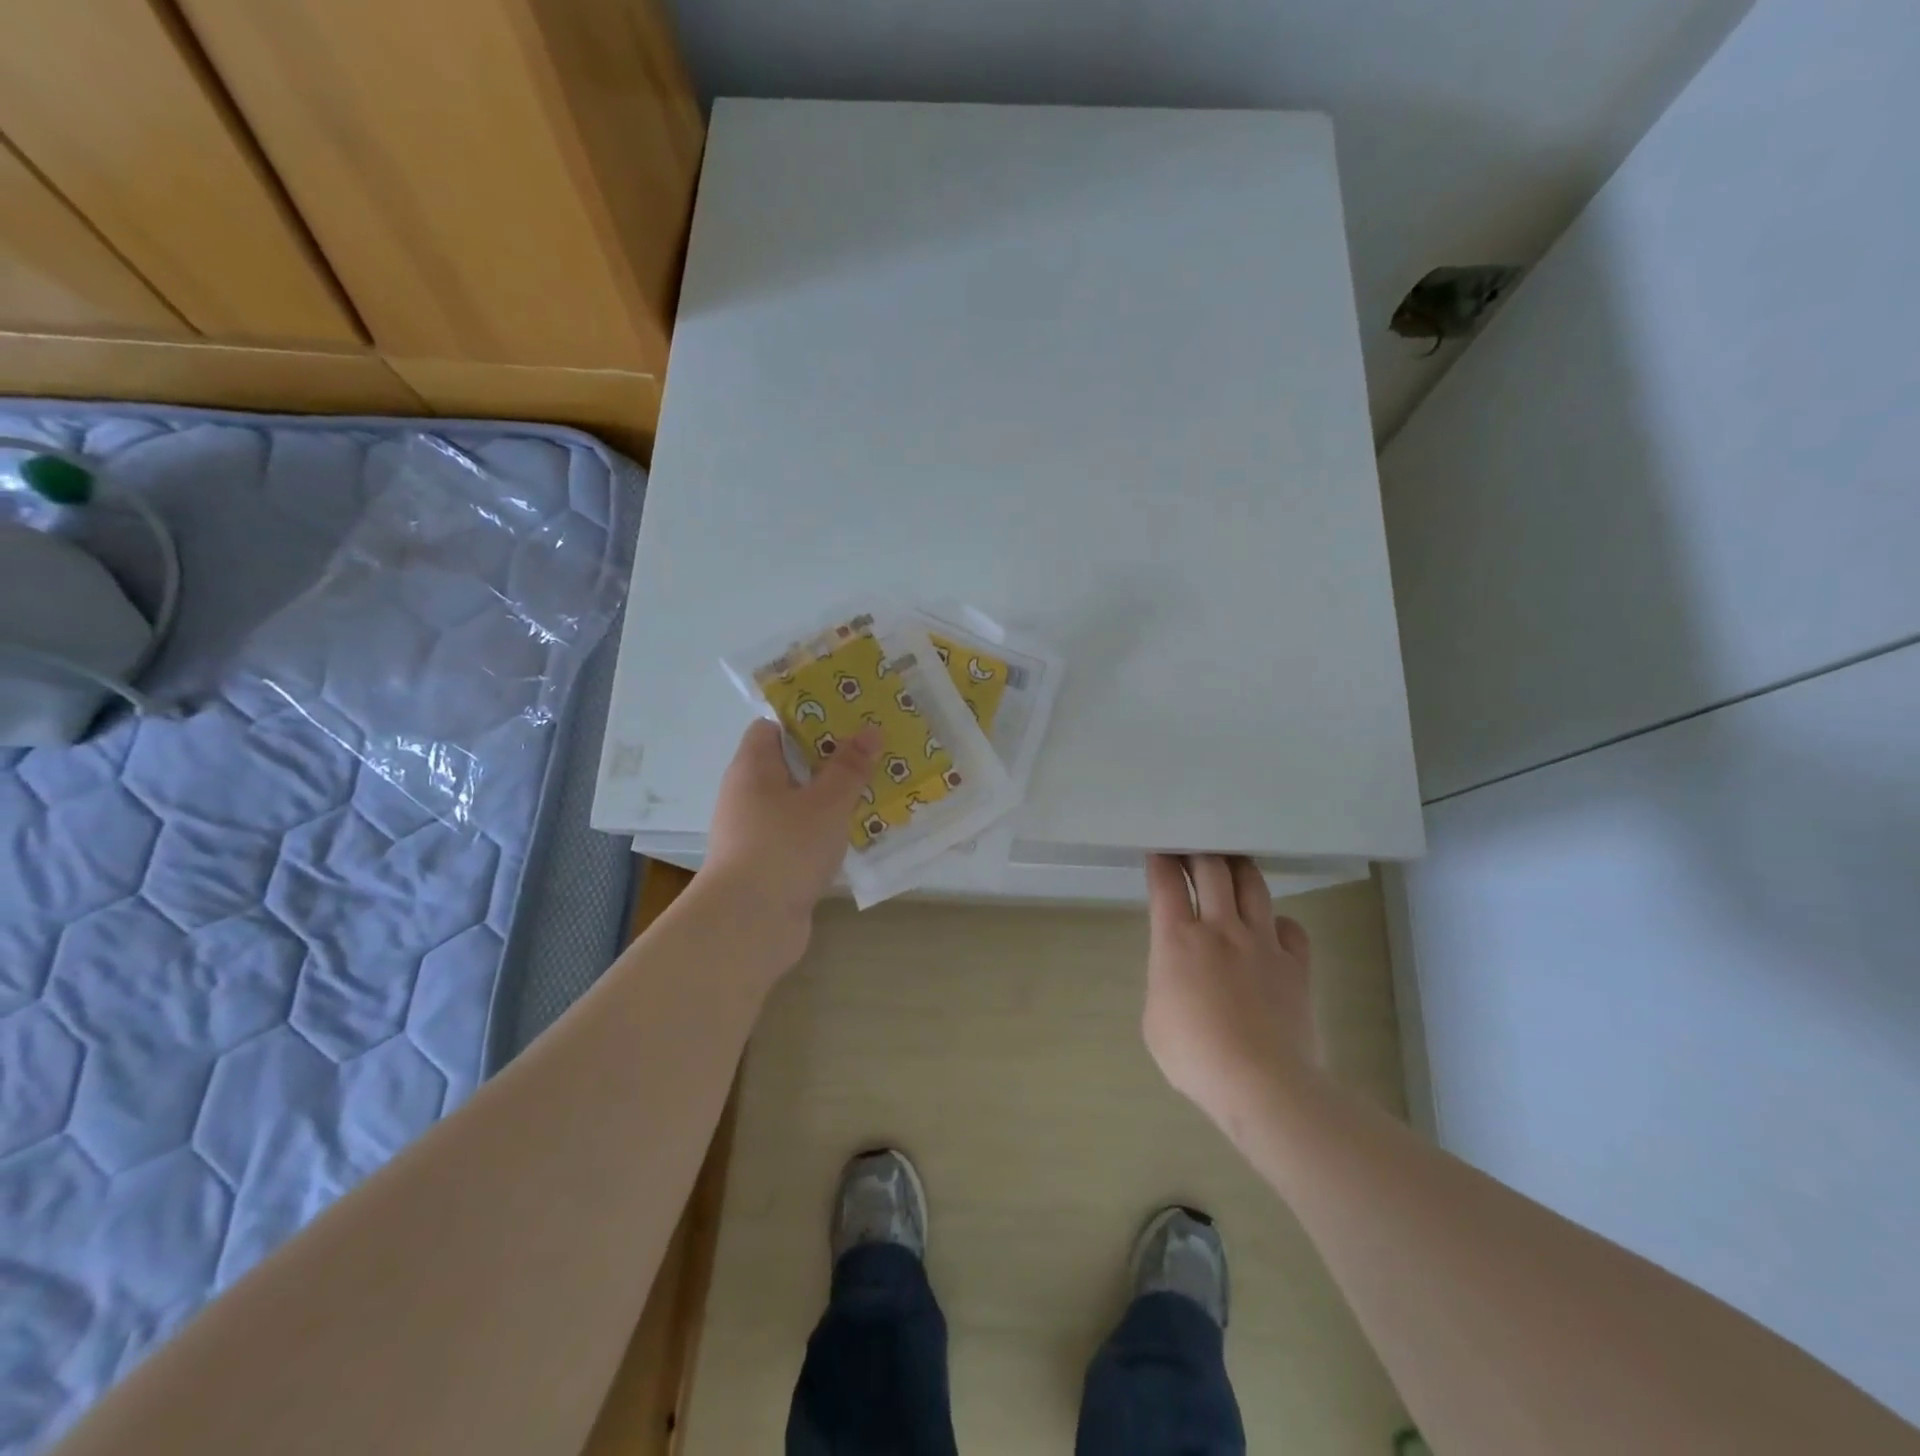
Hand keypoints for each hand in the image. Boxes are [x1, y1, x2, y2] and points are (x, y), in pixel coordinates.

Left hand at [700, 719, 879, 949]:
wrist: (748, 925)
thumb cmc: (785, 848)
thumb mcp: (827, 802)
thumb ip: (850, 767)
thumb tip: (870, 730)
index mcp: (753, 768)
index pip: (771, 728)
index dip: (806, 721)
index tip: (845, 724)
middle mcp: (747, 795)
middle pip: (788, 765)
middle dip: (828, 761)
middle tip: (870, 756)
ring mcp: (754, 832)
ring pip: (797, 803)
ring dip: (829, 799)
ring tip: (872, 793)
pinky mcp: (766, 864)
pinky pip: (798, 835)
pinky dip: (823, 832)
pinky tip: (855, 835)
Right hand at [1143, 854, 1319, 1131]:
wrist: (1261, 1083)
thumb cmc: (1194, 1056)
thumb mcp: (1154, 1019)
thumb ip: (1165, 983)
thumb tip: (1179, 975)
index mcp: (1177, 939)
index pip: (1166, 883)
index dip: (1161, 862)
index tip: (1160, 853)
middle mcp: (1220, 928)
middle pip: (1212, 869)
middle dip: (1200, 852)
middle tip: (1194, 850)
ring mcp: (1262, 942)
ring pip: (1253, 886)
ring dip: (1239, 869)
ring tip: (1233, 865)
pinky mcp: (1295, 964)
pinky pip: (1289, 928)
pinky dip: (1278, 922)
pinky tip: (1271, 930)